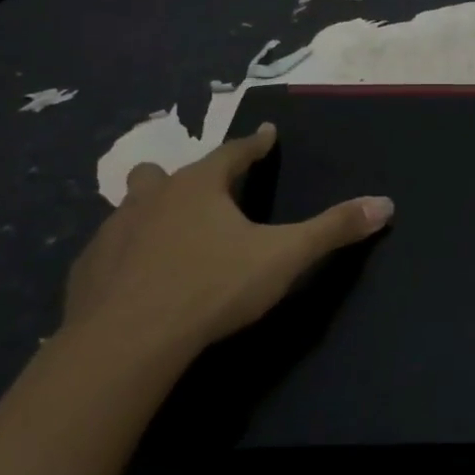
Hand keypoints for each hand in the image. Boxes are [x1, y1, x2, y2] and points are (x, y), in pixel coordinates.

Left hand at [61, 122, 392, 360]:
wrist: (126, 342)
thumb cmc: (212, 286)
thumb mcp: (284, 257)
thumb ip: (333, 229)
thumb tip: (385, 203)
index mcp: (199, 187)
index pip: (234, 153)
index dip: (255, 144)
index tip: (266, 133)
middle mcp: (151, 198)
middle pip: (166, 173)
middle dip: (188, 177)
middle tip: (205, 191)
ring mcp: (113, 232)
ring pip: (131, 207)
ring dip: (151, 212)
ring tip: (169, 234)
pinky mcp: (88, 270)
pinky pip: (110, 250)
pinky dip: (127, 255)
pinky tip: (138, 279)